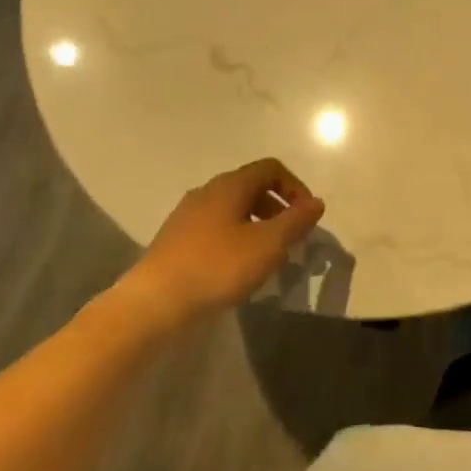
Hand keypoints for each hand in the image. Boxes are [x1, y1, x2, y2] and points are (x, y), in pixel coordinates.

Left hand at [123, 159, 324, 327]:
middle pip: (252, 187)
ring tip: (267, 257)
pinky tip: (237, 269)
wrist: (154, 302)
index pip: (271, 168)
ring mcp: (187, 215)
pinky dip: (235, 239)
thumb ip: (296, 221)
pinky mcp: (176, 239)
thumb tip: (316, 202)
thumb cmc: (217, 267)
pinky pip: (215, 228)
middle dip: (278, 208)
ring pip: (233, 210)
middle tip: (291, 239)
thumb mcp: (268, 245)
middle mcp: (208, 191)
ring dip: (257, 226)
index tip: (307, 217)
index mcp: (230, 185)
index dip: (295, 187)